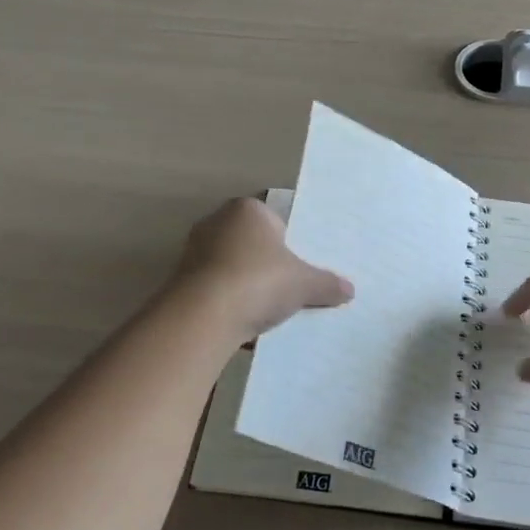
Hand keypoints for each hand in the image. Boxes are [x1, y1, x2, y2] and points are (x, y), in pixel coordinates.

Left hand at [165, 197, 353, 343]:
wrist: (203, 316)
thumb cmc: (259, 282)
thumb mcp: (304, 284)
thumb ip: (327, 283)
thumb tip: (350, 290)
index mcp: (248, 209)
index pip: (274, 221)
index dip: (287, 244)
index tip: (296, 268)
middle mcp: (217, 221)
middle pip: (250, 242)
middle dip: (264, 263)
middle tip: (283, 288)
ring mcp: (194, 249)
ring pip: (230, 265)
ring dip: (243, 283)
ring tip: (262, 309)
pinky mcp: (179, 278)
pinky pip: (212, 286)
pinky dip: (225, 300)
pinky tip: (238, 320)